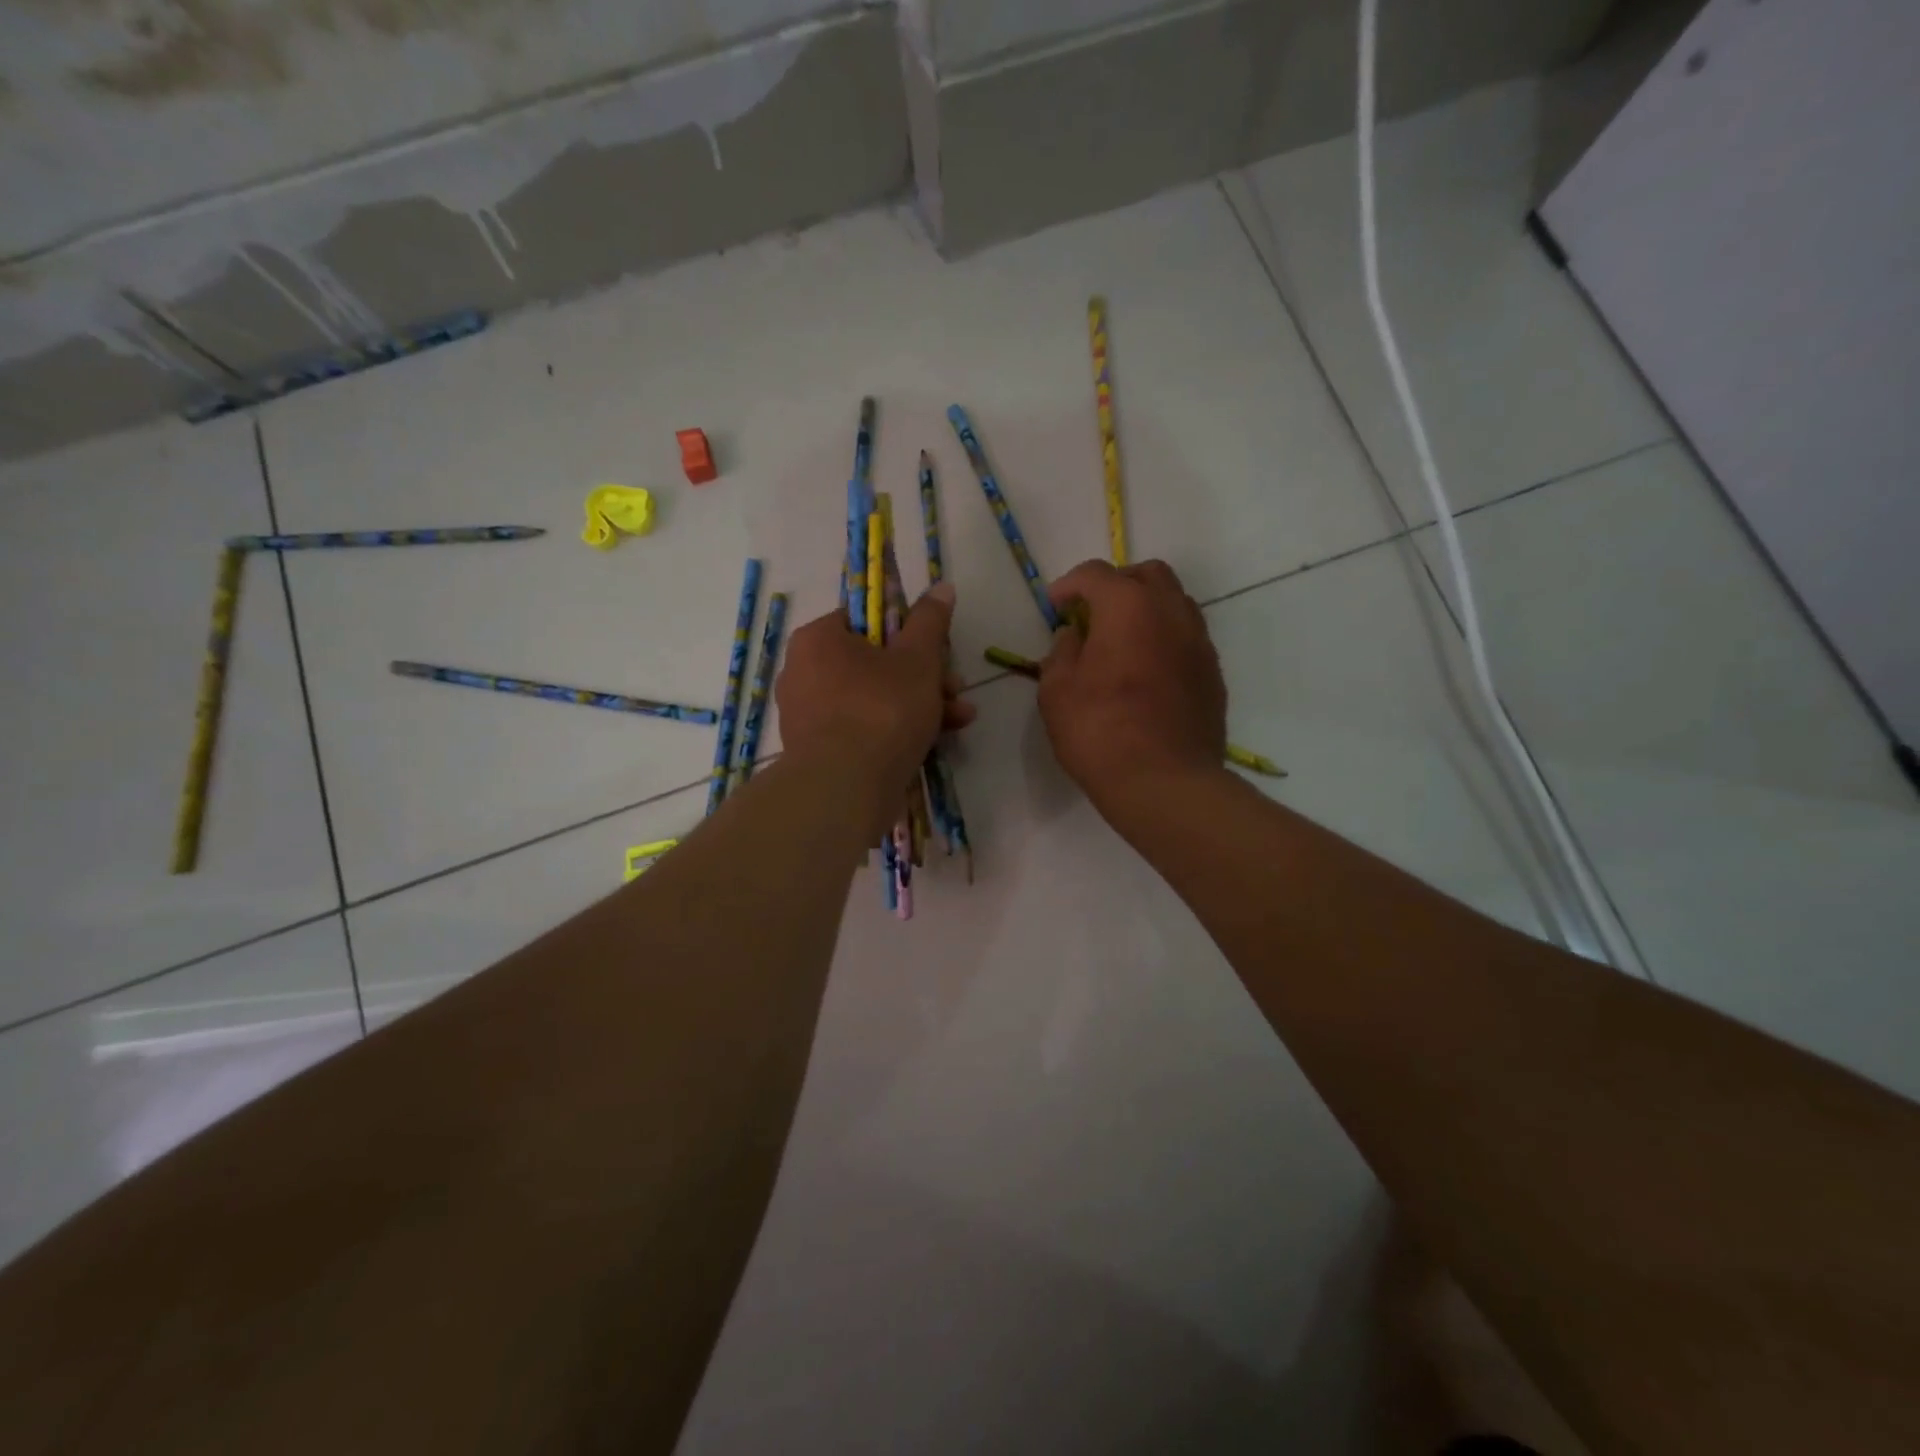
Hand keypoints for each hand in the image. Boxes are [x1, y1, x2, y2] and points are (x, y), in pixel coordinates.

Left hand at [776, 582, 974, 833]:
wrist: (845, 788)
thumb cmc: (881, 710)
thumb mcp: (918, 659)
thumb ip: (930, 621)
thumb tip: (942, 586)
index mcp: (818, 639)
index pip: (866, 618)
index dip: (908, 631)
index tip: (936, 649)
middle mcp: (803, 672)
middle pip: (874, 661)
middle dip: (924, 674)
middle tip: (954, 687)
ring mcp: (808, 714)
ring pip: (873, 697)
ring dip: (920, 703)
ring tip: (960, 716)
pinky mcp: (819, 750)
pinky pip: (862, 727)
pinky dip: (896, 729)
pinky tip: (937, 739)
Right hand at [1038, 559, 1226, 815]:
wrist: (1164, 782)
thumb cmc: (1100, 732)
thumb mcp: (1056, 691)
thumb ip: (1061, 652)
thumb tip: (1074, 636)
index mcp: (1128, 607)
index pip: (1096, 574)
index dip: (1069, 585)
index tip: (1054, 606)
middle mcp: (1171, 612)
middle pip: (1147, 574)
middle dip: (1116, 584)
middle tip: (1092, 613)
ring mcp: (1199, 642)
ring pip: (1175, 602)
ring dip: (1146, 608)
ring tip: (1122, 640)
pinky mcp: (1213, 673)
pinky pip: (1188, 637)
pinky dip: (1165, 638)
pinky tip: (1147, 670)